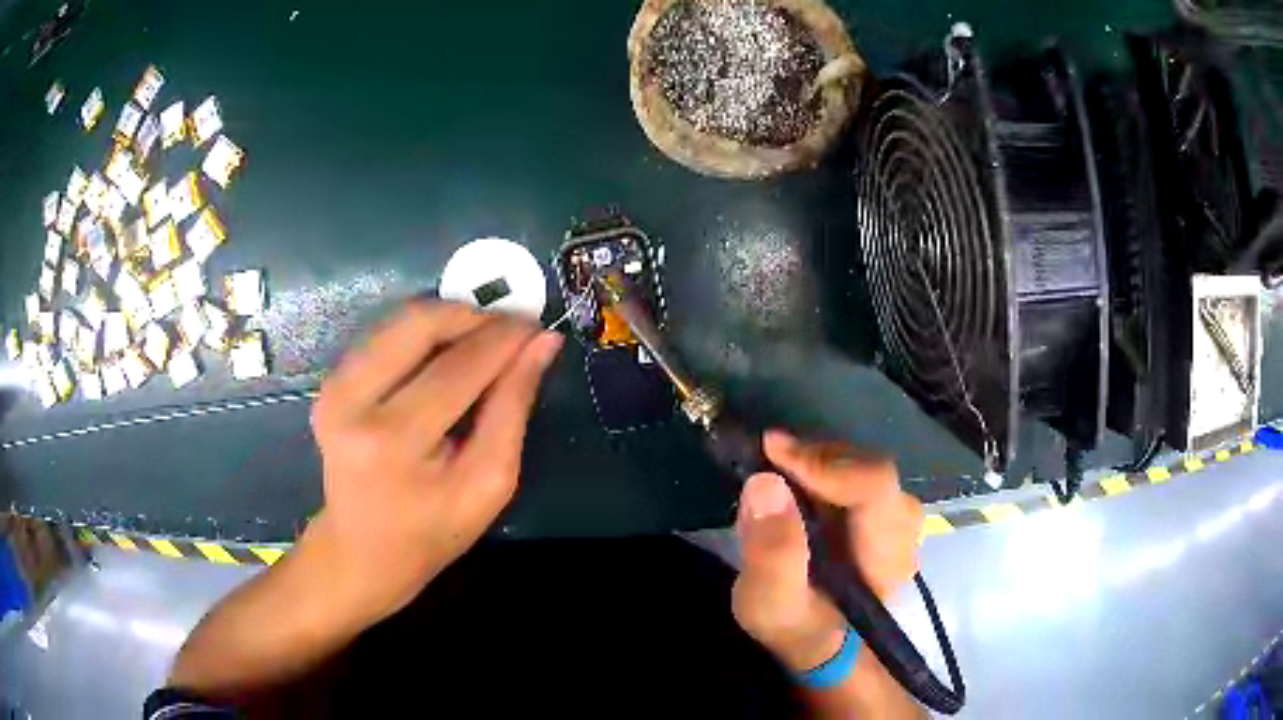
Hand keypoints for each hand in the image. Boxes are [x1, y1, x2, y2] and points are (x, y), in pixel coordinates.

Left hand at [305, 301, 561, 624]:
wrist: (361, 551)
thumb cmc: (433, 531)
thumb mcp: (488, 483)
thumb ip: (513, 408)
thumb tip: (542, 343)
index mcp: (394, 440)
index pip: (459, 366)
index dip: (504, 338)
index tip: (537, 325)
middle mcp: (352, 401)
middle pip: (419, 324)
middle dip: (472, 315)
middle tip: (509, 329)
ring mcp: (334, 387)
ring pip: (399, 321)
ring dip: (448, 320)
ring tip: (483, 341)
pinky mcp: (330, 382)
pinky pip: (384, 336)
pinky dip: (422, 335)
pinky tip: (446, 355)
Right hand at [731, 430, 923, 671]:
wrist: (822, 644)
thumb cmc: (797, 627)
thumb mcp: (770, 604)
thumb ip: (771, 552)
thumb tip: (765, 482)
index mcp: (885, 557)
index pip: (874, 487)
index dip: (825, 464)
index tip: (772, 450)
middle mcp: (904, 532)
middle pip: (873, 471)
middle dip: (820, 460)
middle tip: (771, 456)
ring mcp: (899, 521)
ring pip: (868, 470)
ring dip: (824, 463)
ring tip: (783, 467)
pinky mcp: (886, 515)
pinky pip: (863, 477)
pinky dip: (829, 470)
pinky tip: (801, 479)